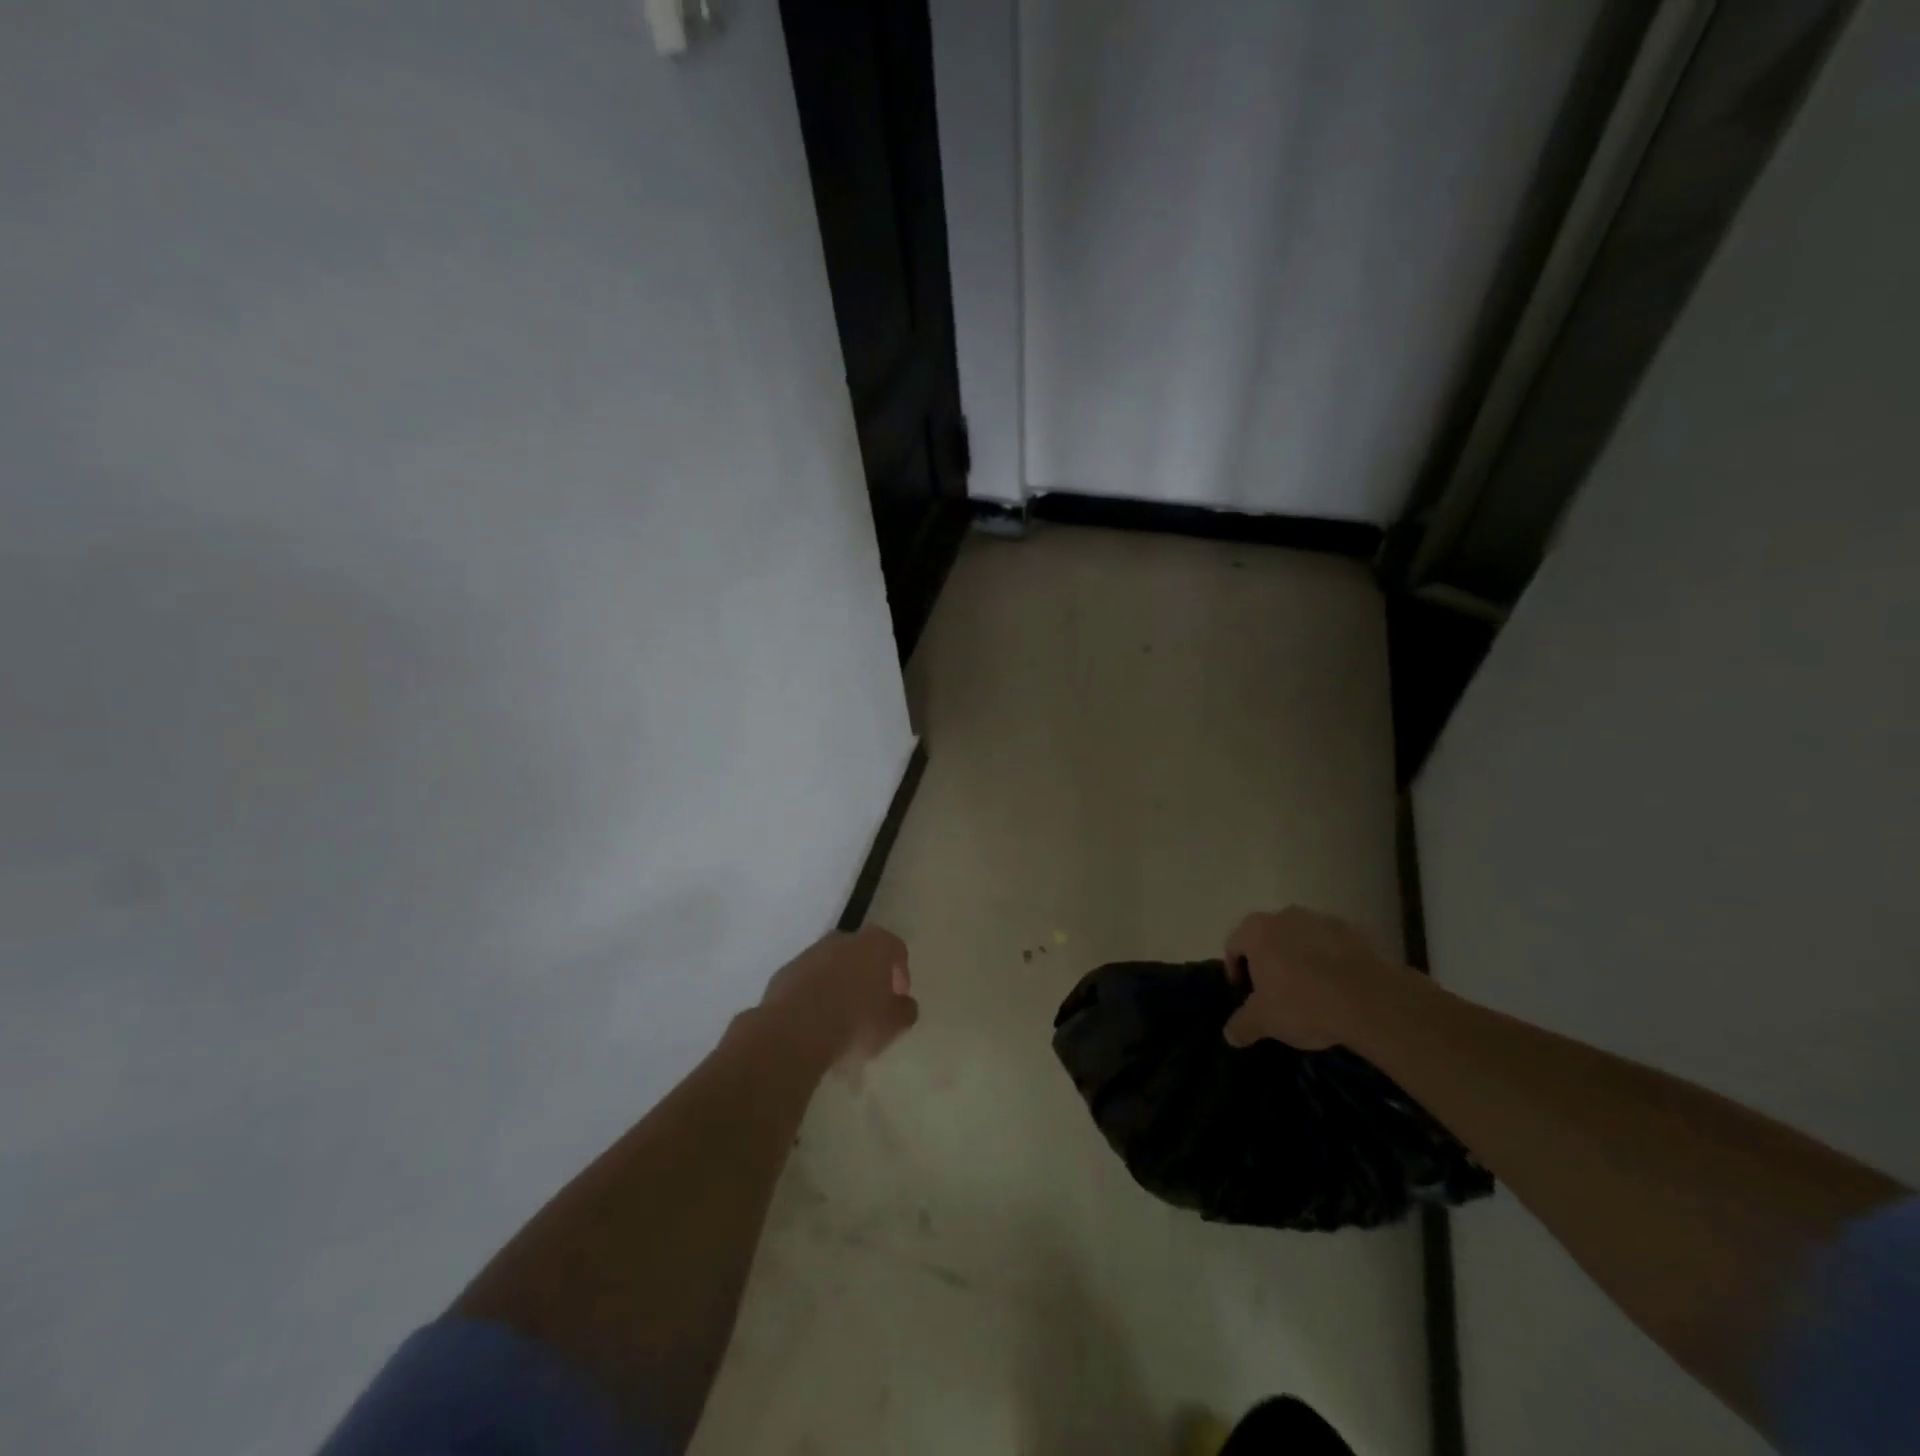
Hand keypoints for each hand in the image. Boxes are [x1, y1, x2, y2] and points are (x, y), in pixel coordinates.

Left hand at [760, 925, 918, 1066]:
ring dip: (838, 984)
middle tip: (871, 1005)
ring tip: (840, 1017)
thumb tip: (903, 1004)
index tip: (898, 998)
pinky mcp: (784, 973)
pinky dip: (813, 994)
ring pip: (832, 965)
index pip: (895, 948)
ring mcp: (809, 954)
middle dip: (867, 975)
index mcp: (874, 945)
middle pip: (861, 952)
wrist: (793, 1033)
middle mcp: (842, 940)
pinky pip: (807, 981)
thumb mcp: (893, 1025)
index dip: (900, 972)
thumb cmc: (854, 1023)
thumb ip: (905, 1011)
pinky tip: (815, 1022)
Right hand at [1222, 907, 1403, 1050]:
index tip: (1245, 992)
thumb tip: (1230, 1034)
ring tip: (1310, 989)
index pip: (1233, 946)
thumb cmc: (1303, 1004)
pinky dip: (1329, 959)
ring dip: (1299, 957)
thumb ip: (1242, 1025)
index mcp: (1256, 931)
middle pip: (1267, 937)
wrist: (1369, 1001)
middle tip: (1275, 991)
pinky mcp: (1352, 931)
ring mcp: (1320, 920)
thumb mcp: (1264, 1022)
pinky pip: (1331, 944)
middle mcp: (1284, 916)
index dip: (1235, 970)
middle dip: (1268, 961)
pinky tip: (1338, 986)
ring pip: (1300, 938)